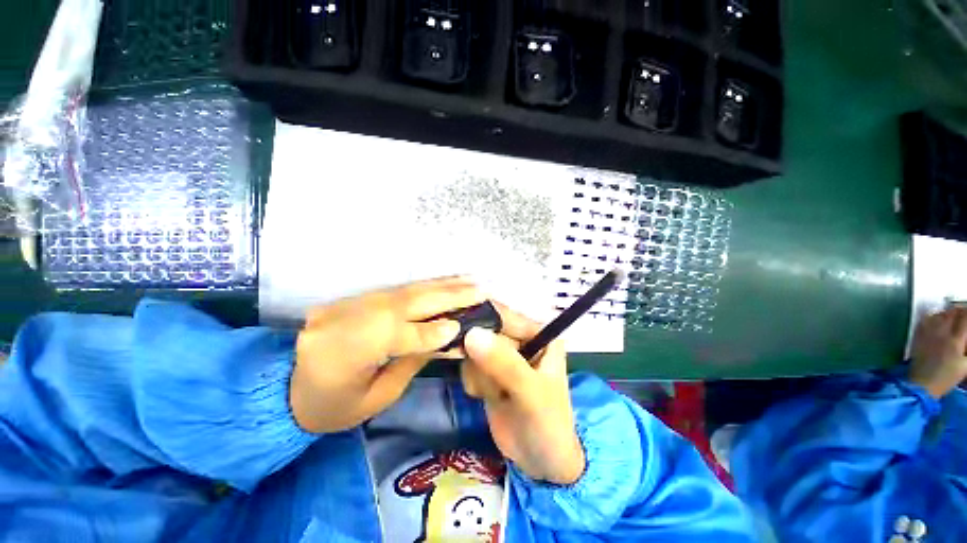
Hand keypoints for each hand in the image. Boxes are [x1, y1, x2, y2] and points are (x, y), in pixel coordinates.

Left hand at [290, 276, 484, 432]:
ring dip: (441, 285)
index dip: (430, 332)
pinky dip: (426, 285)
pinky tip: (445, 282)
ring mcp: (349, 305)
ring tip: (470, 281)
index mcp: (341, 357)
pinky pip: (397, 289)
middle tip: (480, 290)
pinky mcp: (356, 298)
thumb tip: (447, 336)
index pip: (396, 337)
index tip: (462, 326)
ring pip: (404, 291)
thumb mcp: (375, 398)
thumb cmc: (332, 407)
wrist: (285, 386)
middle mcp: (344, 322)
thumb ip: (412, 362)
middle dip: (446, 297)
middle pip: (404, 305)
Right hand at [460, 307, 584, 484]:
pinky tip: (489, 398)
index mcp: (539, 333)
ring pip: (473, 349)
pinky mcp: (489, 370)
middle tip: (493, 383)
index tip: (467, 341)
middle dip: (483, 359)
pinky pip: (469, 365)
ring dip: (479, 375)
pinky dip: (474, 383)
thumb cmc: (548, 425)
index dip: (483, 322)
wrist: (541, 463)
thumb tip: (472, 334)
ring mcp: (503, 355)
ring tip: (497, 395)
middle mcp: (520, 338)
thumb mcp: (531, 393)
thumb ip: (504, 364)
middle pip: (484, 331)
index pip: (504, 315)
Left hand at [909, 306, 966, 398]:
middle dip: (960, 311)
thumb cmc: (946, 378)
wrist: (921, 384)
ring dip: (948, 313)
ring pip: (940, 314)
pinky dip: (934, 317)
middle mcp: (941, 333)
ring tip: (953, 318)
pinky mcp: (917, 335)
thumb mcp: (965, 365)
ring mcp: (928, 333)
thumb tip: (966, 340)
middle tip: (964, 315)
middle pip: (952, 313)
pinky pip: (926, 320)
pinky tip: (938, 321)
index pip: (965, 318)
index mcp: (956, 341)